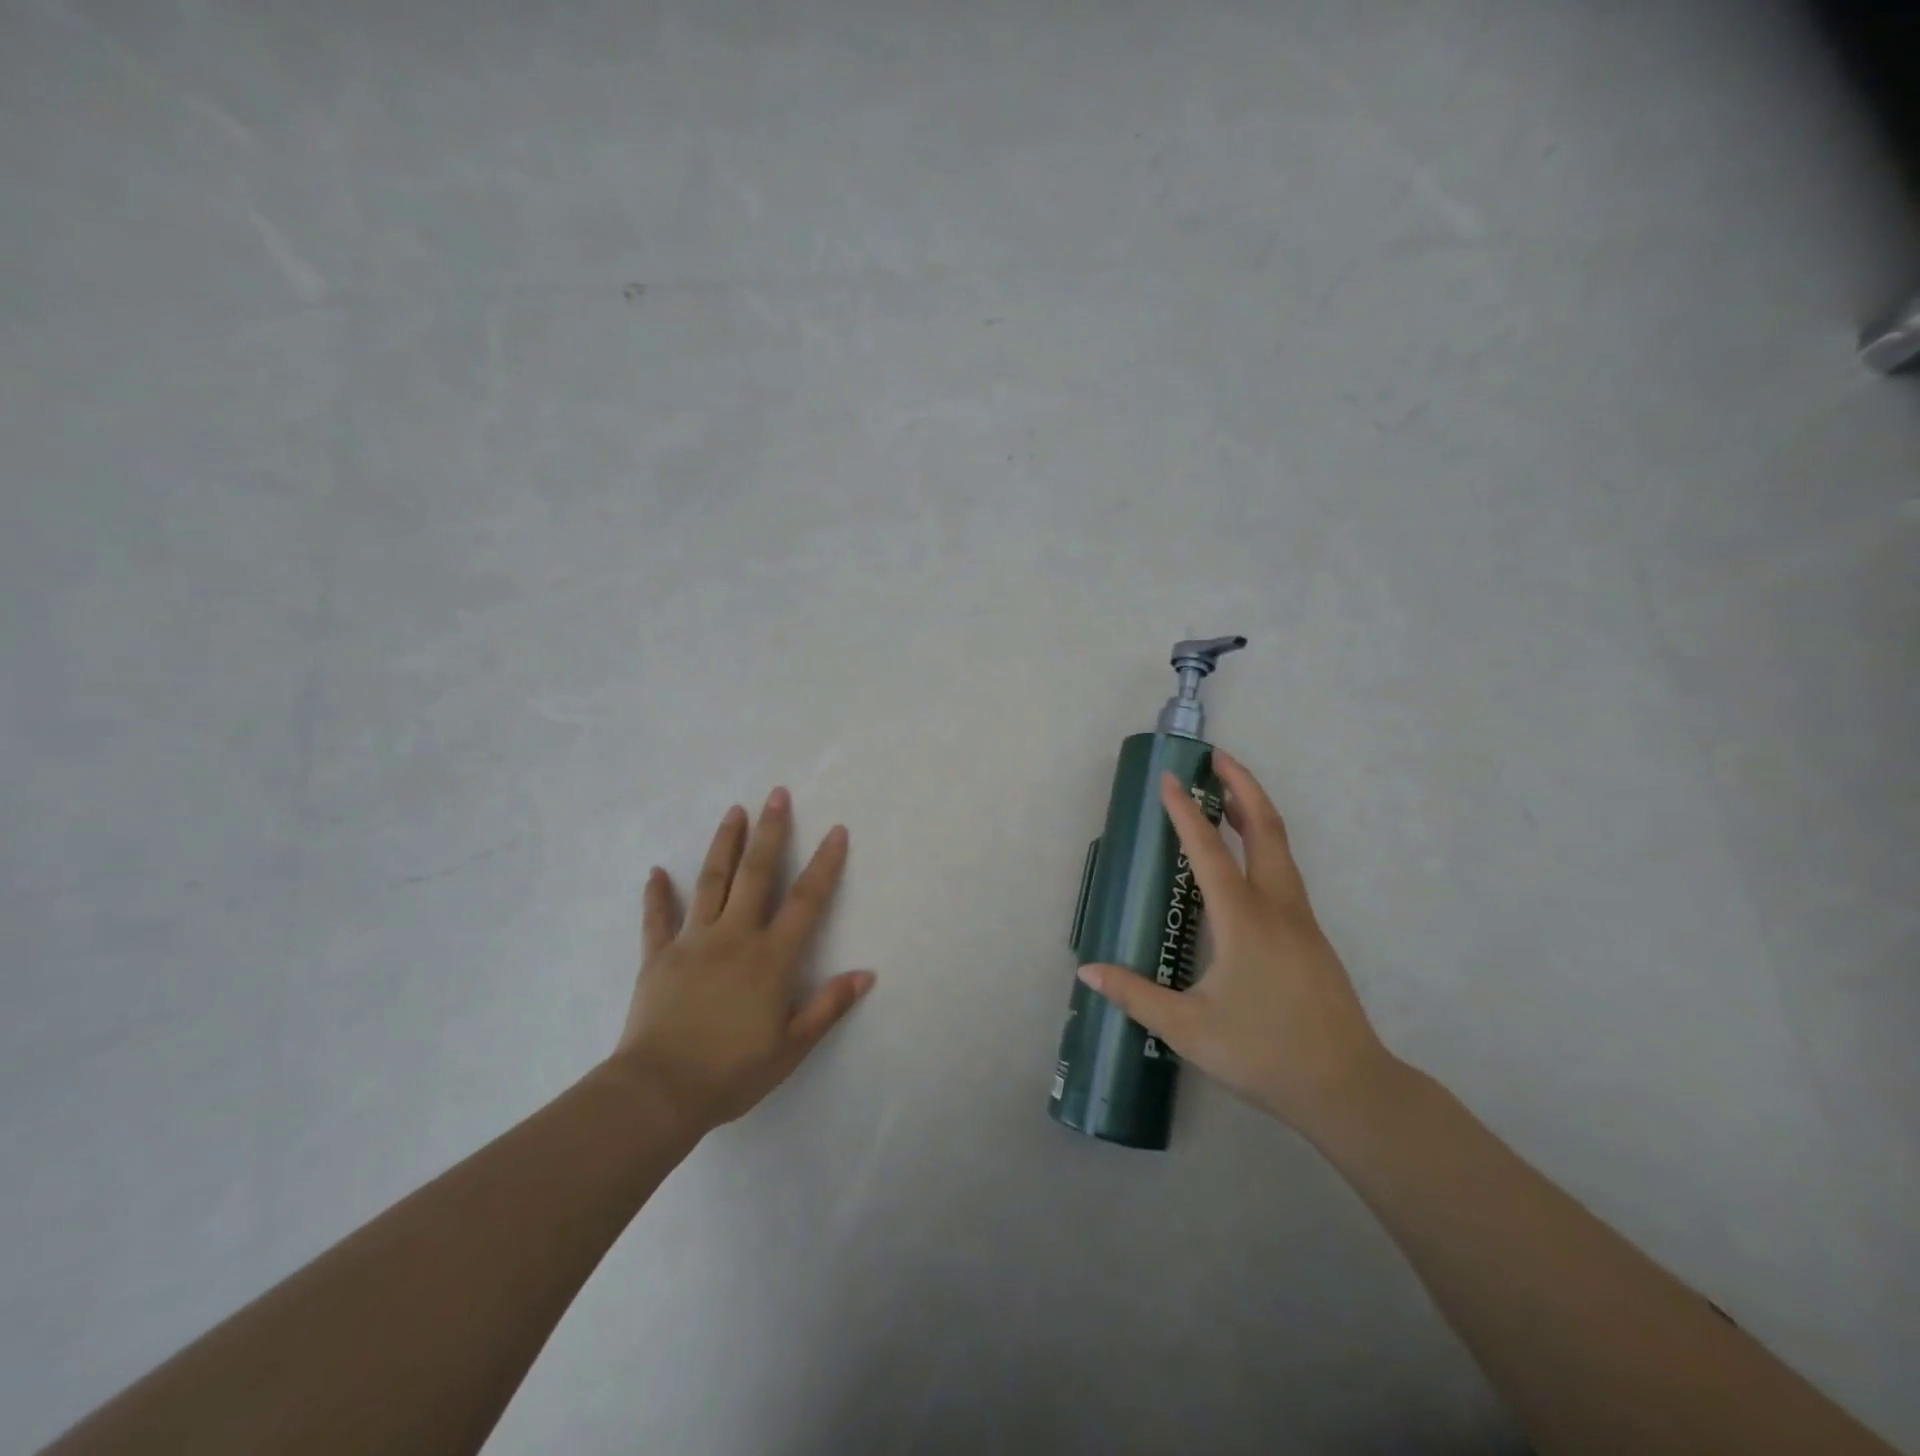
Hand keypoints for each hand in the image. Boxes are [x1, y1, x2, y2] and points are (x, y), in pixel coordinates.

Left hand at [609, 788, 873, 1134]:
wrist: (658, 1093)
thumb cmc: (732, 1072)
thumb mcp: (791, 1047)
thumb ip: (828, 1006)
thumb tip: (865, 973)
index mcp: (770, 958)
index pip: (806, 900)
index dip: (825, 864)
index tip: (836, 830)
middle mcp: (734, 937)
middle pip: (755, 874)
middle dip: (770, 831)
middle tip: (777, 794)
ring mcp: (692, 942)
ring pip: (710, 881)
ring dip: (724, 844)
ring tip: (734, 811)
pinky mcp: (658, 957)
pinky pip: (657, 919)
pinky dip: (657, 894)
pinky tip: (656, 871)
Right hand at [1077, 752, 1392, 1135]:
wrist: (1348, 1088)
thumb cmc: (1264, 1053)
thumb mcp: (1188, 1029)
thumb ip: (1136, 995)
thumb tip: (1088, 971)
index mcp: (1244, 919)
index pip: (1208, 850)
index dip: (1183, 811)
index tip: (1167, 778)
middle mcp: (1277, 907)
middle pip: (1265, 827)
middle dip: (1241, 785)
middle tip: (1216, 758)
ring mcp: (1301, 920)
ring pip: (1280, 847)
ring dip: (1254, 812)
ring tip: (1226, 795)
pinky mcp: (1311, 936)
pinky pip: (1285, 871)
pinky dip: (1263, 844)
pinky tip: (1245, 862)